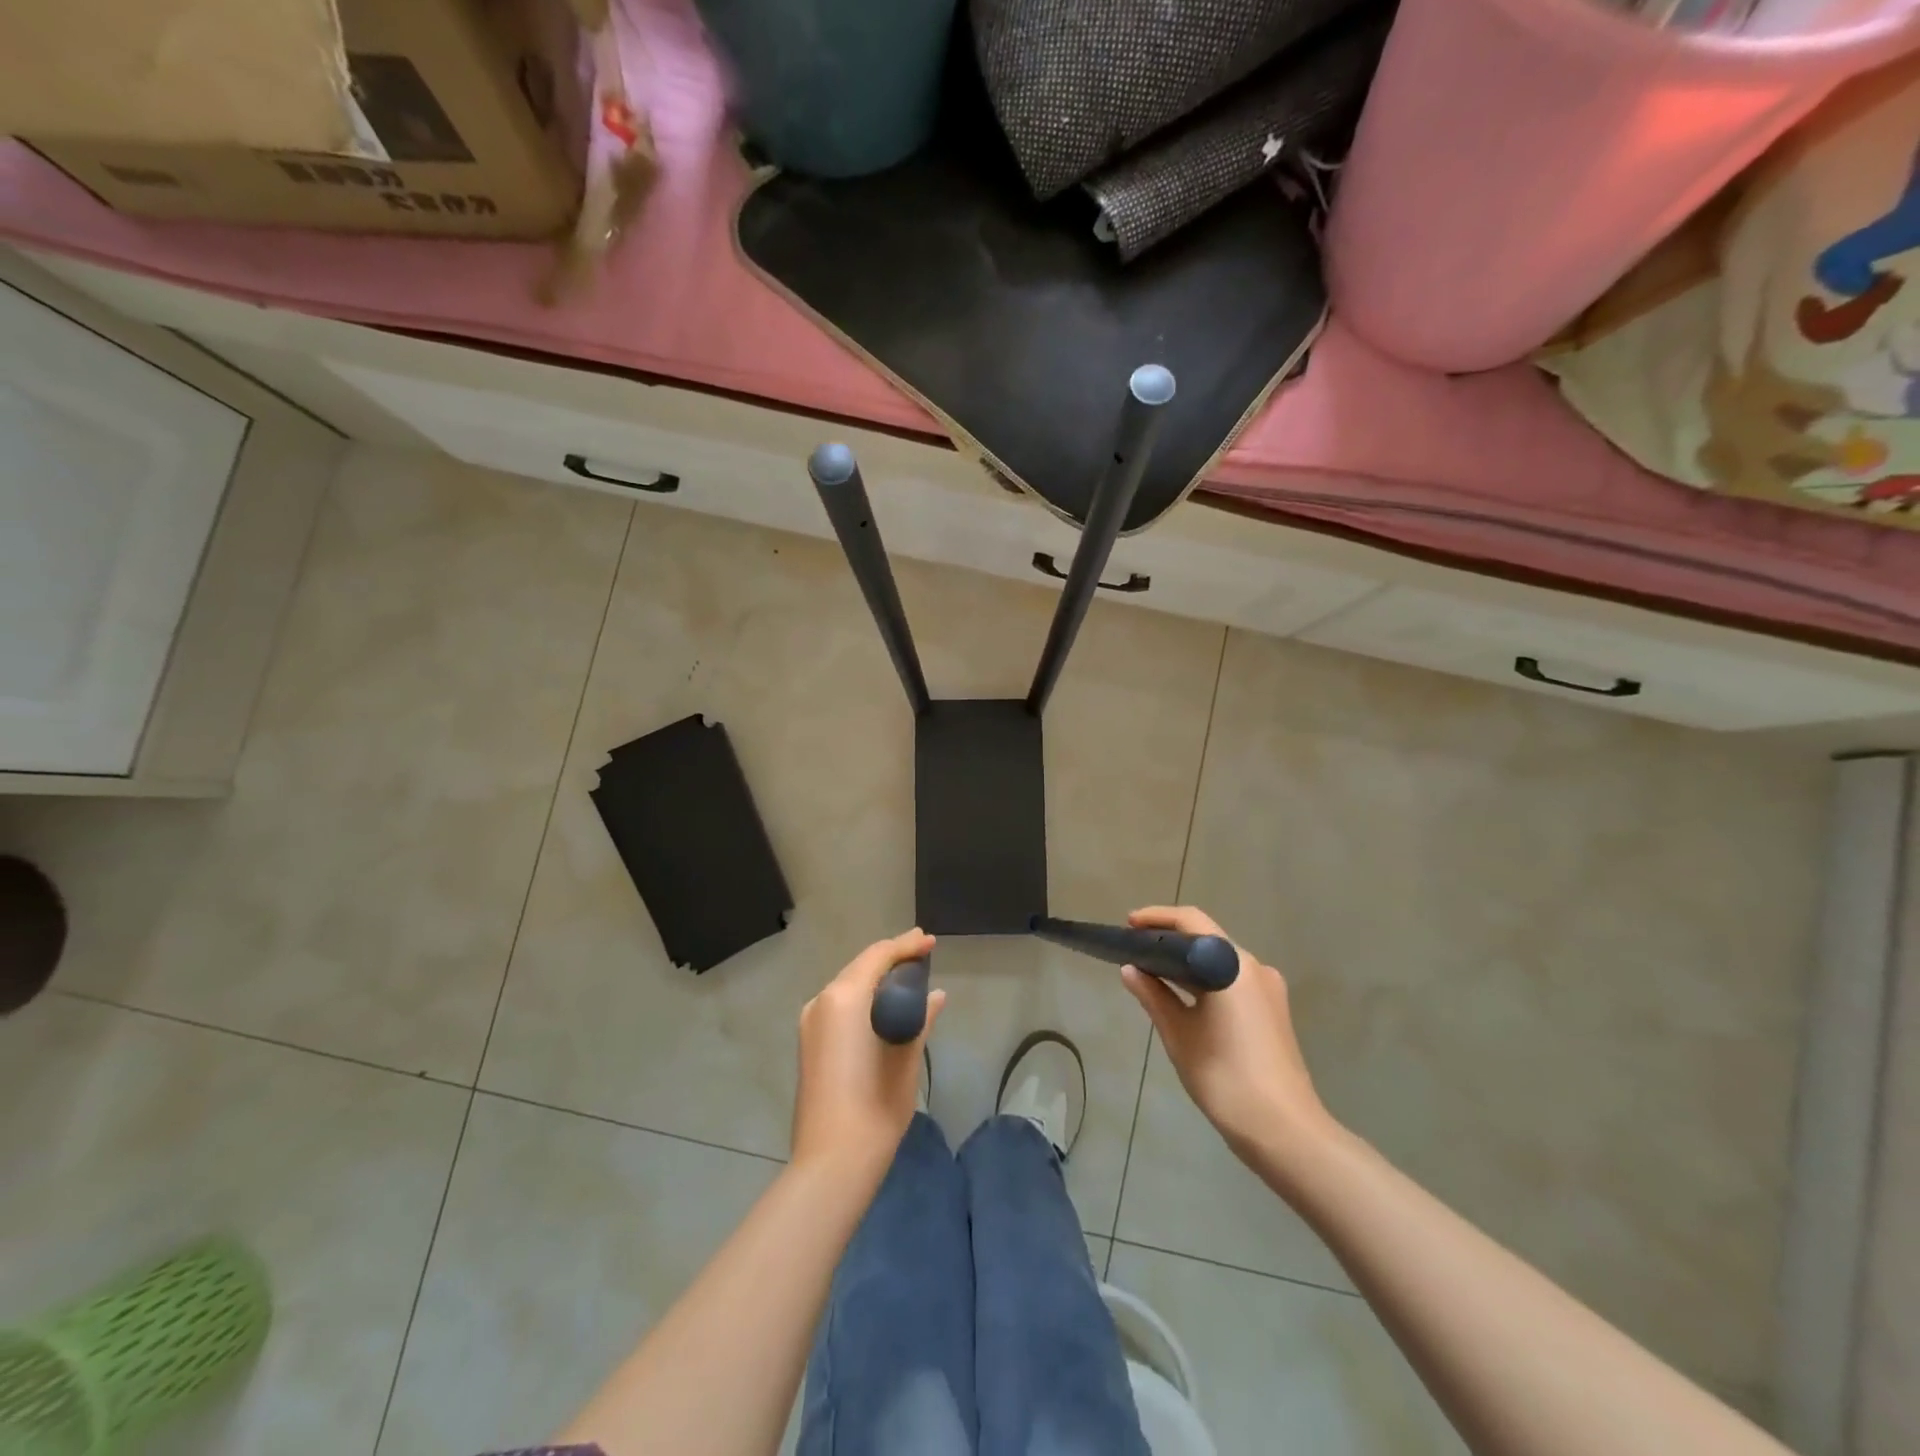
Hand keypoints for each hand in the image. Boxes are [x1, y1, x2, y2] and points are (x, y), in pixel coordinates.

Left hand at [792, 929, 943, 1179]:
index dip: (906, 945)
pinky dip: (862, 996)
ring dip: (876, 977)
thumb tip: (935, 996)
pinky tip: (883, 1005)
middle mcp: (822, 1001)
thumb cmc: (876, 1105)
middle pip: (860, 966)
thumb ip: (919, 1017)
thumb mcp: (906, 1057)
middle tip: (922, 952)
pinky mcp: (809, 1042)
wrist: (832, 1160)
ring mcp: (811, 1022)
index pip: (878, 956)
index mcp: (844, 998)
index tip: (930, 941)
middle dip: (891, 957)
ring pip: (847, 984)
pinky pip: (839, 1004)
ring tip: (908, 977)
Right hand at [1121, 907, 1333, 1172]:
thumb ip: (1153, 996)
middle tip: (1134, 948)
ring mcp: (1268, 991)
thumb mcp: (1179, 1034)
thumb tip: (1130, 970)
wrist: (1284, 1130)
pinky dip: (1205, 980)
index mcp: (1232, 965)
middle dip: (1170, 939)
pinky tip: (1181, 997)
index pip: (1192, 921)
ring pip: (1220, 962)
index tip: (1129, 925)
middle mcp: (1254, 968)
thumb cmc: (1224, 1076)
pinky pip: (1232, 982)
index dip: (1158, 917)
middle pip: (1208, 938)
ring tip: (1151, 971)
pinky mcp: (1273, 1012)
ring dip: (1187, 962)